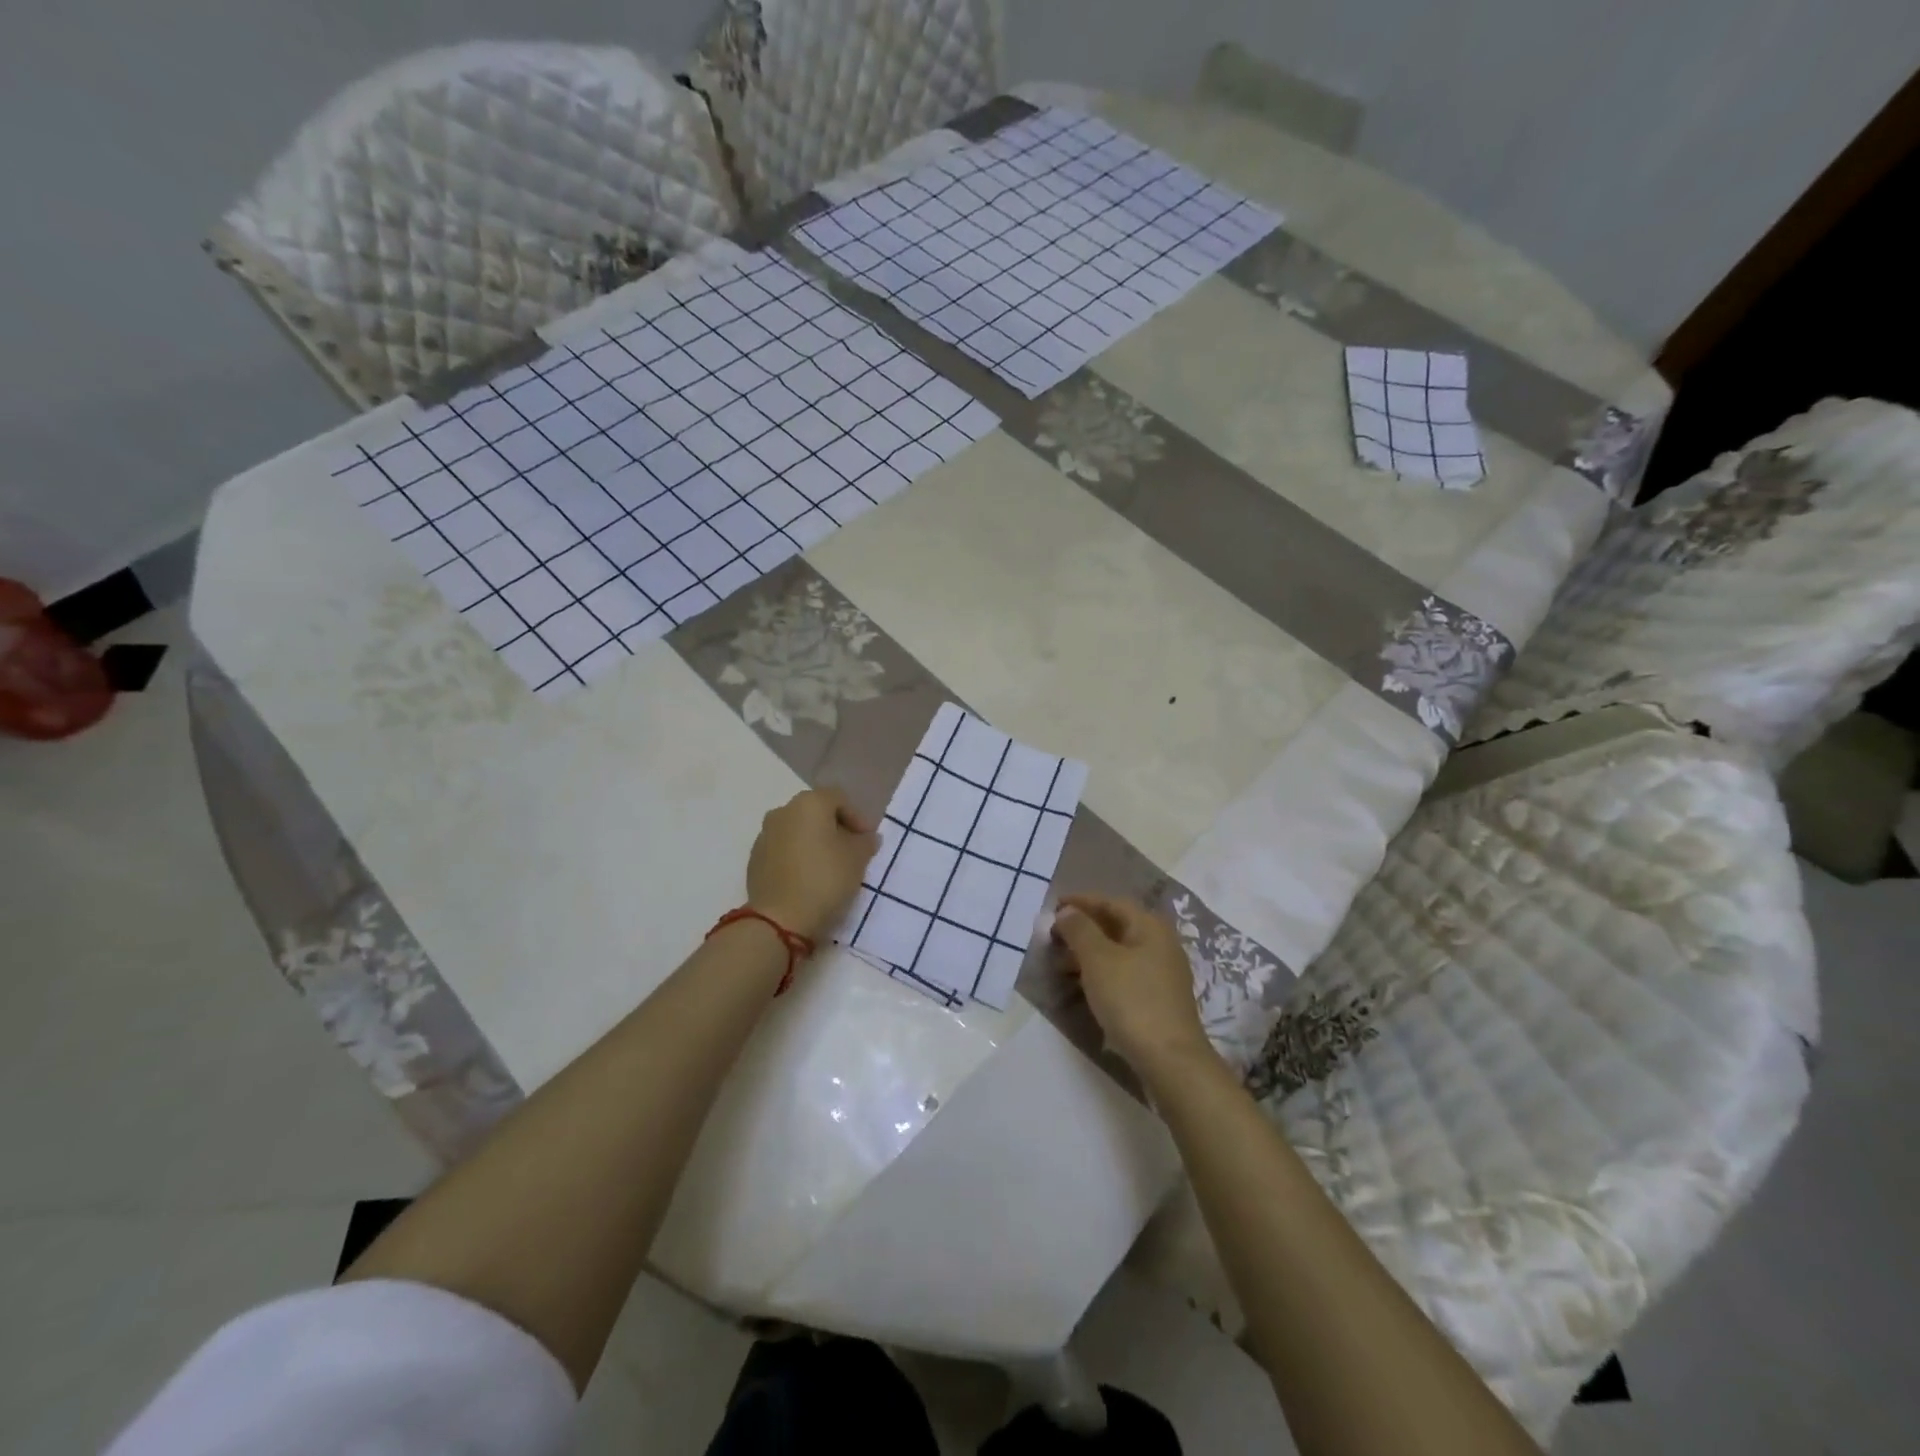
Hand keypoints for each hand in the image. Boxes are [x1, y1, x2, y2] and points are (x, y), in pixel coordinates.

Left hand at [746, 788, 880, 942]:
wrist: (779, 919)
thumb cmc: (825, 879)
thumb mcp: (858, 859)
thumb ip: (866, 842)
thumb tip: (866, 837)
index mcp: (809, 803)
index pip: (839, 799)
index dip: (857, 817)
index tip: (867, 841)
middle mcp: (782, 811)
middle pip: (815, 812)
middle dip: (835, 828)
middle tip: (850, 852)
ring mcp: (764, 835)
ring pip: (797, 831)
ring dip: (814, 842)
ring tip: (828, 867)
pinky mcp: (754, 859)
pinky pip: (782, 850)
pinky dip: (796, 857)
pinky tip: (807, 879)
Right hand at [1052, 895, 1214, 1077]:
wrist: (1169, 1060)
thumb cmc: (1132, 1000)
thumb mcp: (1098, 959)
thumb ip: (1080, 929)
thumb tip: (1068, 911)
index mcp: (1150, 926)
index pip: (1111, 902)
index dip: (1081, 901)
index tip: (1052, 906)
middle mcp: (1160, 943)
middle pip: (1116, 926)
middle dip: (1082, 928)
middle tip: (1052, 936)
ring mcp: (1161, 973)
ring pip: (1118, 952)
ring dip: (1088, 953)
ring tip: (1060, 963)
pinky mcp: (1158, 998)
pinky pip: (1123, 973)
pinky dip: (1100, 972)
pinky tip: (1083, 985)